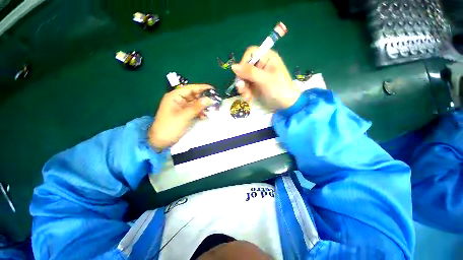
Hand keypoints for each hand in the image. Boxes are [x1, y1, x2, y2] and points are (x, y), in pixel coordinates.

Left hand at [148, 84, 213, 150]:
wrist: (161, 141)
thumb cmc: (170, 127)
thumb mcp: (184, 116)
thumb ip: (197, 107)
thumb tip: (209, 99)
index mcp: (174, 96)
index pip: (190, 88)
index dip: (201, 88)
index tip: (213, 89)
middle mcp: (178, 100)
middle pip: (193, 95)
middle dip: (203, 97)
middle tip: (215, 100)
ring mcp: (180, 107)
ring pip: (194, 103)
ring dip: (202, 105)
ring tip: (212, 108)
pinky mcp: (183, 114)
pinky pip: (193, 110)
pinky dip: (199, 112)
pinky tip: (205, 115)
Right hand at [231, 46, 300, 109]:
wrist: (286, 104)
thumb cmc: (279, 89)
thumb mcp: (265, 79)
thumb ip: (249, 72)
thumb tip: (233, 66)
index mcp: (267, 58)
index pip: (250, 53)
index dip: (244, 63)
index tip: (242, 75)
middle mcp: (261, 65)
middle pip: (245, 67)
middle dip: (242, 80)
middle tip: (242, 89)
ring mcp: (257, 76)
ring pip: (243, 78)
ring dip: (243, 88)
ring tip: (247, 96)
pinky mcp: (255, 85)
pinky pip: (246, 86)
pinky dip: (246, 92)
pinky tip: (248, 98)